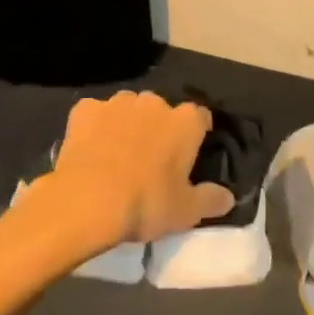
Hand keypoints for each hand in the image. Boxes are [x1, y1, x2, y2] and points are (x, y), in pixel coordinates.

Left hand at [22, 92, 233, 255]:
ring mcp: (117, 103)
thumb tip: (228, 197)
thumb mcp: (187, 212)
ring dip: (128, 123)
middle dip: (159, 127)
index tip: (190, 152)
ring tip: (118, 153)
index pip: (200, 117)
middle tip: (151, 159)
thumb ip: (211, 200)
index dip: (197, 133)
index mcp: (185, 122)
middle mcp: (154, 103)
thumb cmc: (146, 203)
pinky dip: (95, 127)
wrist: (86, 201)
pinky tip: (90, 149)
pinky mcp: (85, 109)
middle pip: (162, 110)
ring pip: (128, 108)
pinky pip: (95, 114)